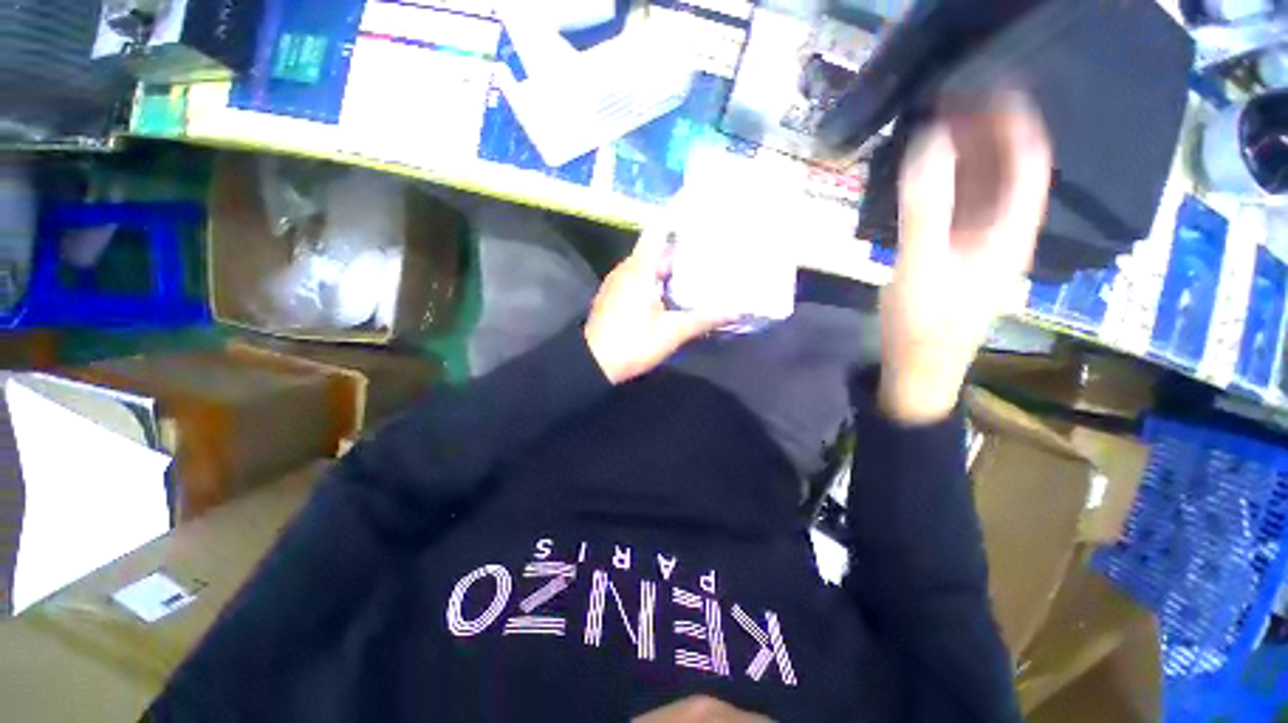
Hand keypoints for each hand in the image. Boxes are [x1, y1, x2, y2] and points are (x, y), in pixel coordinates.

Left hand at [585, 227, 729, 384]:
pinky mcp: (616, 297)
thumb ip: (703, 319)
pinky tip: (675, 293)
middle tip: (711, 251)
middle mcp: (627, 269)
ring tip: (699, 270)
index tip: (701, 220)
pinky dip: (658, 282)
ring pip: (649, 267)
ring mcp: (619, 283)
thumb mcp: (672, 332)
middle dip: (682, 251)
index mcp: (639, 269)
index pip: (658, 231)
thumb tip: (735, 310)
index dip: (677, 222)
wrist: (593, 365)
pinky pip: (640, 280)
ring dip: (670, 269)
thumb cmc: (633, 343)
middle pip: (656, 250)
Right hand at [880, 90, 1052, 423]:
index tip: (986, 87)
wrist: (918, 369)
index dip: (1015, 120)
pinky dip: (949, 184)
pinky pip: (961, 209)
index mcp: (1010, 231)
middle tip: (951, 102)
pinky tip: (928, 176)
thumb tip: (929, 142)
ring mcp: (980, 245)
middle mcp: (1004, 232)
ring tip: (938, 128)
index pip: (1029, 161)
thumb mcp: (921, 267)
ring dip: (967, 156)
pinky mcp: (956, 257)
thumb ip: (925, 208)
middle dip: (987, 132)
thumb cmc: (924, 325)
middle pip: (1008, 169)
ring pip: (984, 188)